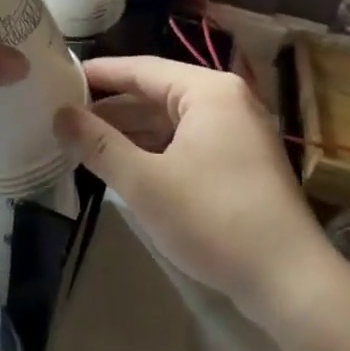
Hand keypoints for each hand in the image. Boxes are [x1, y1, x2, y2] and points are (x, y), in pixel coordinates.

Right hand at [53, 57, 336, 313]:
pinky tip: (124, 165)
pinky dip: (154, 149)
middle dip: (110, 107)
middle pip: (155, 92)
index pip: (140, 68)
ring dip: (129, 131)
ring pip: (170, 120)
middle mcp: (226, 101)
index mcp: (208, 91)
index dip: (98, 74)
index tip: (59, 79)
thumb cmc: (214, 219)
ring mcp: (238, 132)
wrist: (290, 282)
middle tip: (63, 115)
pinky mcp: (240, 163)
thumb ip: (98, 144)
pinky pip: (186, 142)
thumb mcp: (144, 182)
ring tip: (83, 141)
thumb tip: (59, 115)